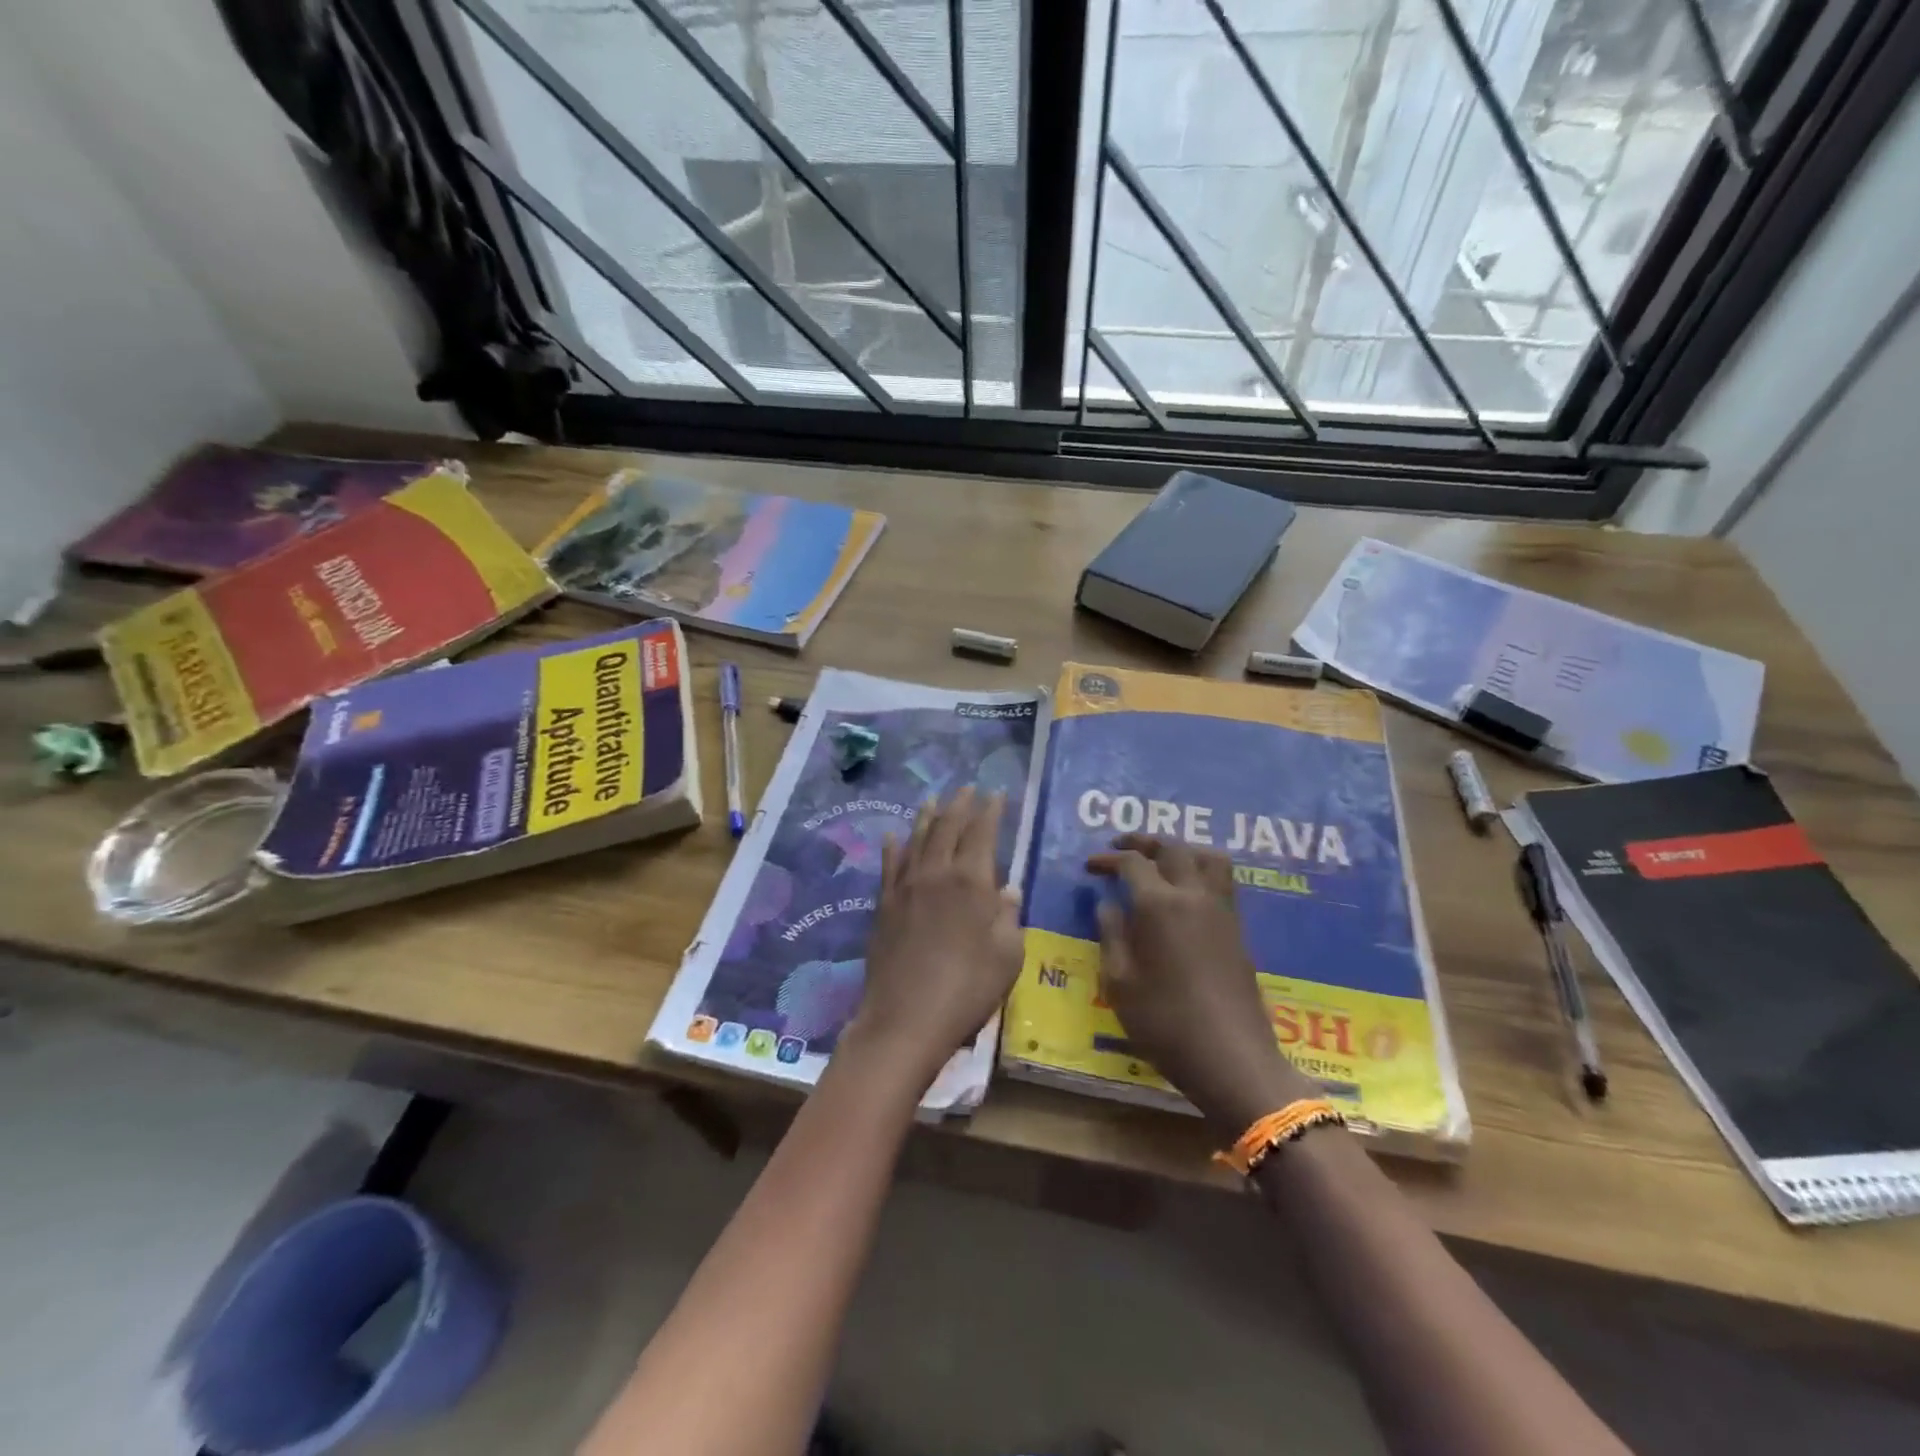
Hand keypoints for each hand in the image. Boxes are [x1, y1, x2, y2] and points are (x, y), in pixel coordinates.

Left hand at [847, 788, 1023, 1085]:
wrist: (906, 1018)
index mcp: (971, 882)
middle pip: (947, 828)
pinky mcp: (884, 906)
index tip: (997, 794)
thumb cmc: (968, 989)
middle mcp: (936, 874)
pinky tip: (893, 836)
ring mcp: (905, 888)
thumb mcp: (1007, 956)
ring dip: (927, 817)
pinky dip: (894, 848)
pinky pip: (889, 866)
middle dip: (960, 805)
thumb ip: (1008, 917)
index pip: (982, 833)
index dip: (990, 811)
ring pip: (917, 840)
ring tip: (933, 799)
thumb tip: (1008, 889)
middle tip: (967, 788)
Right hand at [1087, 834, 1313, 1135]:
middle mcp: (1193, 896)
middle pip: (1172, 847)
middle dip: (1143, 841)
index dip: (1108, 859)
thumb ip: (1111, 936)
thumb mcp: (1119, 983)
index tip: (1090, 866)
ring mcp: (1221, 910)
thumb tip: (1107, 904)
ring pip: (1206, 856)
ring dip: (1180, 848)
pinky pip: (1221, 879)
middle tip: (1120, 847)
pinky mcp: (1237, 928)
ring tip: (1160, 860)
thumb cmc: (1164, 1022)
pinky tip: (1185, 891)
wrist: (1231, 1058)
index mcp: (1159, 905)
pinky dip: (1200, 868)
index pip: (1132, 863)